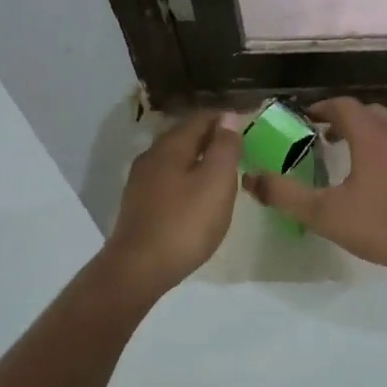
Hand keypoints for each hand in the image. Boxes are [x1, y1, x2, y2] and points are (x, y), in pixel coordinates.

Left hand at [101, 111, 240, 293]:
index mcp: (171, 145)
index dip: (226, 119)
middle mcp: (152, 156)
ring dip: (198, 159)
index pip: (201, 118)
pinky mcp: (138, 204)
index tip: (248, 124)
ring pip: (175, 158)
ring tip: (222, 171)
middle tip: (238, 147)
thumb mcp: (216, 182)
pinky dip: (187, 178)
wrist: (139, 268)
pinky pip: (168, 179)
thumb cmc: (185, 223)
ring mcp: (141, 181)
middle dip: (211, 137)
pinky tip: (197, 195)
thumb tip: (228, 117)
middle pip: (185, 136)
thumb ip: (225, 147)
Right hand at [243, 98, 386, 281]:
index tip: (306, 117)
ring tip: (353, 159)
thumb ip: (286, 196)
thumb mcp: (326, 215)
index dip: (322, 107)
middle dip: (345, 120)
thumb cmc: (386, 226)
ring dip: (369, 136)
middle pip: (369, 113)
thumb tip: (251, 179)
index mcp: (372, 135)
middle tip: (325, 137)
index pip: (343, 105)